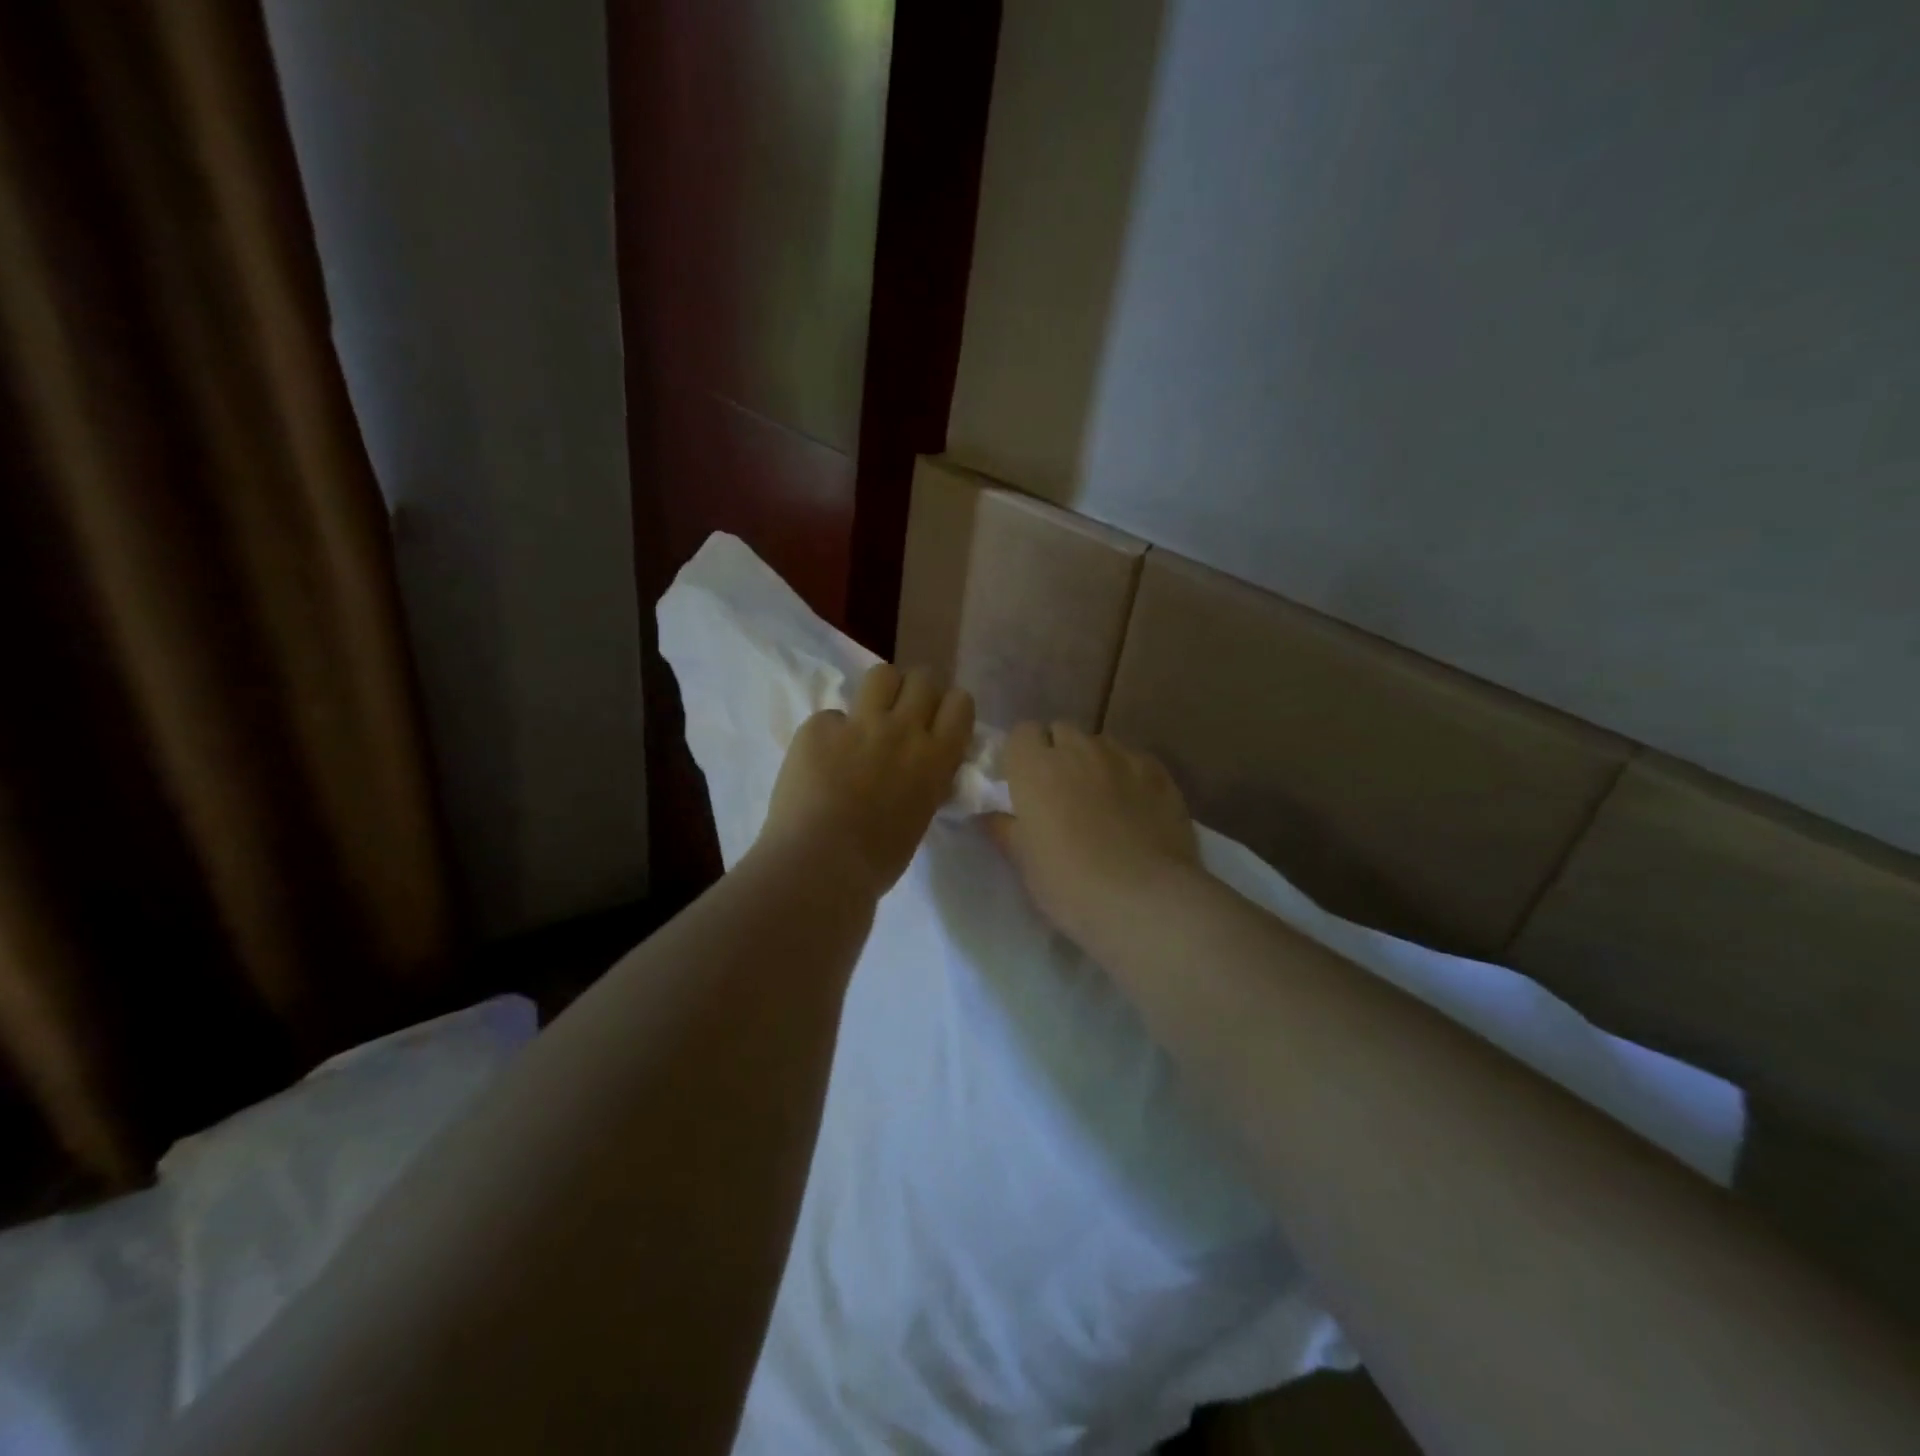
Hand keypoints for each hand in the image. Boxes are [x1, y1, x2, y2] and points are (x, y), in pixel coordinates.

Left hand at [758, 665, 974, 898]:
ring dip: (880, 692)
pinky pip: (831, 715)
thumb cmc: (878, 860)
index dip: (947, 708)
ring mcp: (859, 724)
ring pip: (882, 674)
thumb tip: (921, 767)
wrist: (819, 865)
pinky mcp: (818, 727)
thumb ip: (926, 781)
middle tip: (902, 715)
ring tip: (867, 718)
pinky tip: (820, 761)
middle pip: (923, 678)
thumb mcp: (921, 816)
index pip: (960, 702)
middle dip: (916, 692)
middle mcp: (903, 729)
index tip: (937, 722)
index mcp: (936, 757)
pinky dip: (829, 733)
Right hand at [986, 723, 1199, 947]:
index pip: (1022, 732)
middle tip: (1059, 791)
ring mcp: (1122, 757)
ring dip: (1093, 762)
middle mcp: (1078, 749)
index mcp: (1035, 767)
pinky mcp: (1159, 773)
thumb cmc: (1069, 883)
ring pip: (1100, 744)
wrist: (1143, 900)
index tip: (1023, 781)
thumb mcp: (1023, 861)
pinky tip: (1136, 808)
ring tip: (1101, 799)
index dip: (1021, 753)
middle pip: (1062, 731)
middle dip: (1057, 752)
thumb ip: (1004, 827)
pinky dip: (1129, 775)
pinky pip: (1135, 761)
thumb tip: (993, 814)